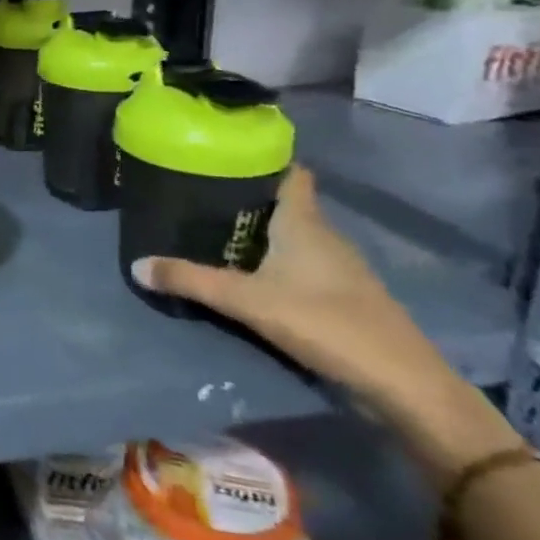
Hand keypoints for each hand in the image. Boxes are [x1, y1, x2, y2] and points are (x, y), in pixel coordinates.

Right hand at [131, 167, 517, 474]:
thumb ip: (191, 281)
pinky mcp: (345, 296)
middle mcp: (324, 236)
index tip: (225, 155)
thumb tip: (136, 265)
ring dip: (261, 233)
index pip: (290, 173)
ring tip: (215, 233)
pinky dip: (277, 262)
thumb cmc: (324, 322)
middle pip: (285, 204)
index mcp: (304, 222)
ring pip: (294, 236)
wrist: (403, 384)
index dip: (262, 160)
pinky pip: (303, 264)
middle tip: (201, 197)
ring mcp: (340, 268)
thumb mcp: (246, 301)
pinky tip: (251, 276)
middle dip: (247, 199)